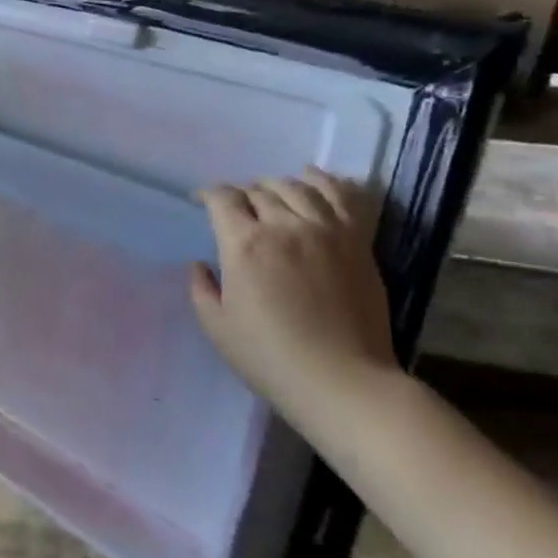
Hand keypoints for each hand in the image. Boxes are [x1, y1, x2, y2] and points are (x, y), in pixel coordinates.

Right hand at [189, 170, 396, 416]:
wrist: (342, 379)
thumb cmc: (269, 357)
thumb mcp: (217, 327)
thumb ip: (201, 289)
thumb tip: (200, 265)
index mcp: (244, 245)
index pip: (223, 200)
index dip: (208, 194)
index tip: (201, 201)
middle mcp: (284, 226)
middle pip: (259, 190)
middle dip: (241, 193)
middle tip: (235, 207)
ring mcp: (326, 230)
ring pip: (297, 187)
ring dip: (276, 184)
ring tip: (269, 193)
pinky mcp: (357, 241)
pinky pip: (341, 196)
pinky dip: (324, 180)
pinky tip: (312, 178)